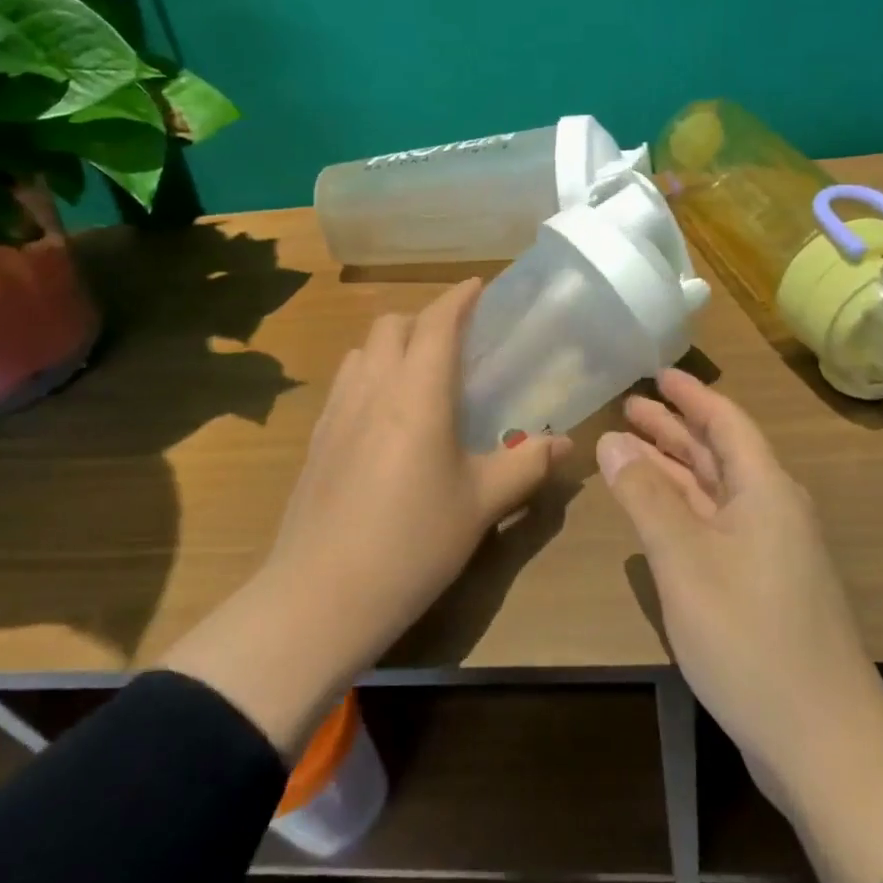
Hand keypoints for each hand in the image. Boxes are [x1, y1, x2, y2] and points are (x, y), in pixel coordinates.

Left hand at [162, 279, 567, 753]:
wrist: (321, 596)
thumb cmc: (413, 542)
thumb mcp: (481, 504)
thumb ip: (526, 465)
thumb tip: (566, 444)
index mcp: (417, 392)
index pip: (437, 322)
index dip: (459, 298)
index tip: (479, 287)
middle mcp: (373, 387)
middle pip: (392, 324)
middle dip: (425, 320)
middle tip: (457, 345)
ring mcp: (337, 412)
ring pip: (363, 351)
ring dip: (392, 346)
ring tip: (420, 378)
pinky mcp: (317, 439)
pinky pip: (346, 384)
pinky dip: (370, 377)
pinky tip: (386, 419)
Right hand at [599, 370, 882, 882]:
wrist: (823, 741)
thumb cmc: (749, 636)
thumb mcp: (685, 559)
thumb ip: (646, 496)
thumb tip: (612, 439)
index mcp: (765, 489)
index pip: (726, 422)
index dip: (691, 395)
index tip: (658, 372)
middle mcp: (772, 510)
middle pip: (719, 453)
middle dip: (674, 428)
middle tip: (629, 406)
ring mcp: (770, 551)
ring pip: (715, 492)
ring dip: (674, 468)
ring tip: (629, 447)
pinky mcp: (763, 586)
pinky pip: (716, 526)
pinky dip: (683, 509)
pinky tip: (656, 512)